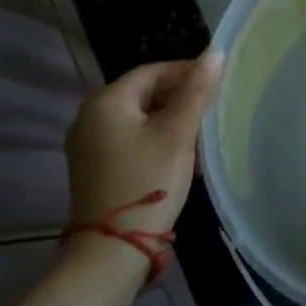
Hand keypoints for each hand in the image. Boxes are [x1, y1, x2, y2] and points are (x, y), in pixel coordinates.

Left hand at [65, 49, 221, 242]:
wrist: (111, 253)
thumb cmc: (148, 182)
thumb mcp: (178, 133)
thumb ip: (197, 90)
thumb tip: (214, 52)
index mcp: (106, 101)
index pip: (154, 71)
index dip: (188, 73)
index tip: (217, 84)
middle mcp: (90, 116)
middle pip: (145, 93)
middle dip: (181, 99)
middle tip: (211, 113)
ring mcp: (88, 144)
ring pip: (140, 117)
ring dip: (172, 121)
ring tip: (201, 137)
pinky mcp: (94, 167)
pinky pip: (130, 138)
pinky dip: (155, 139)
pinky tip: (179, 157)